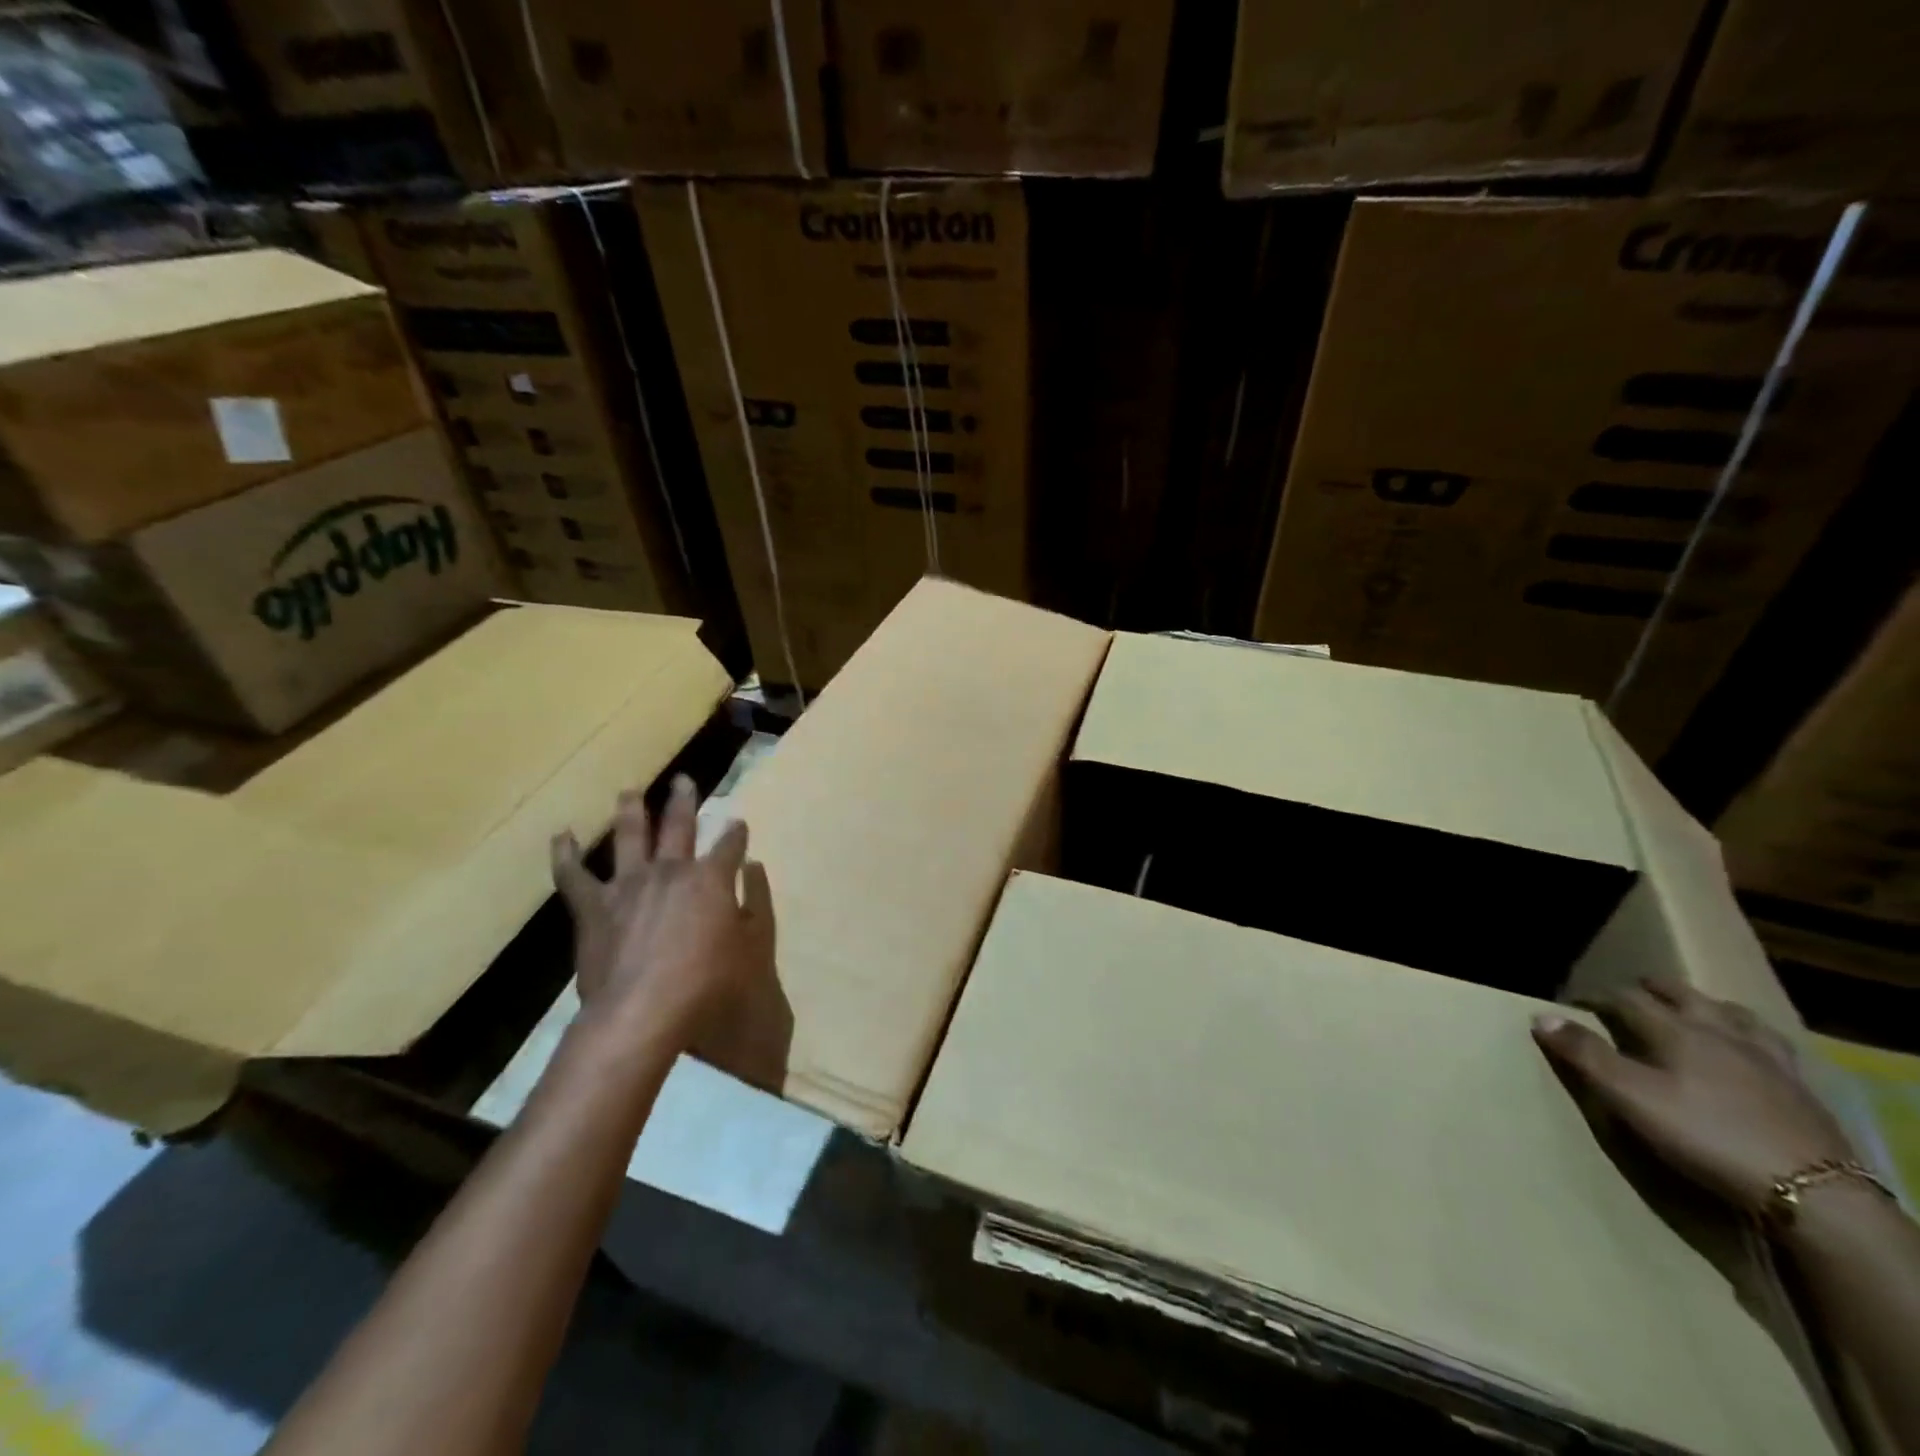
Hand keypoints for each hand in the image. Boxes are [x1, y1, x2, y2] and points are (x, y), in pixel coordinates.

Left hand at [549, 775, 786, 1085]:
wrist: (642, 1011)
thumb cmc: (708, 984)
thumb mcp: (752, 948)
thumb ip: (755, 906)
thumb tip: (753, 870)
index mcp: (711, 879)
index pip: (729, 845)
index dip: (736, 833)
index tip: (738, 824)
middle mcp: (670, 870)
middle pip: (679, 825)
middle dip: (684, 801)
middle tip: (683, 781)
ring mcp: (629, 884)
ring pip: (629, 836)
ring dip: (631, 811)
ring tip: (629, 792)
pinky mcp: (594, 907)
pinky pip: (574, 876)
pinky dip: (566, 854)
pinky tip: (562, 836)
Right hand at [1533, 979, 1855, 1213]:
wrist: (1815, 1194)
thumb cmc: (1706, 1137)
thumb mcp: (1631, 1098)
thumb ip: (1586, 1055)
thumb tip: (1541, 1016)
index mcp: (1676, 1031)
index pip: (1626, 999)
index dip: (1596, 996)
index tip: (1575, 1002)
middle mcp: (1720, 1033)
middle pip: (1682, 995)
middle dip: (1651, 989)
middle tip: (1630, 993)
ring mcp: (1767, 1059)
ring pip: (1731, 1013)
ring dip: (1704, 1005)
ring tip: (1692, 1011)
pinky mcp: (1799, 1088)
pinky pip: (1771, 1045)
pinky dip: (1749, 1035)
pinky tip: (1749, 1049)